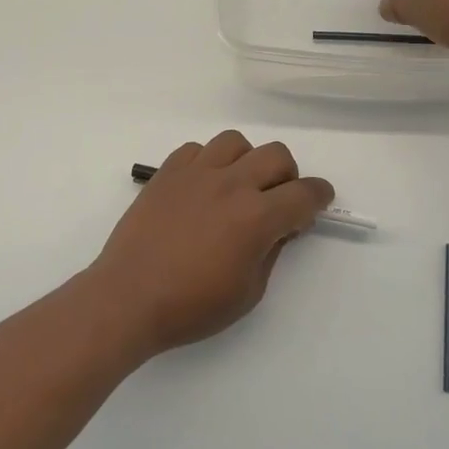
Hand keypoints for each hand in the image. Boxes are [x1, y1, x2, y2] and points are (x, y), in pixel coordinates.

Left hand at [87, 132, 332, 355]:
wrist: (128, 297)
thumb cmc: (191, 306)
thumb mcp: (248, 292)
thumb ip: (271, 252)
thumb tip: (279, 228)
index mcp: (256, 217)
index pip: (304, 194)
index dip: (319, 196)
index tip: (319, 201)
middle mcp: (231, 184)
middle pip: (276, 155)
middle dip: (288, 176)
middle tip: (277, 200)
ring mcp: (196, 173)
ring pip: (236, 142)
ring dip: (247, 161)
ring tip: (238, 187)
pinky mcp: (167, 172)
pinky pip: (197, 149)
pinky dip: (208, 162)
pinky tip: (202, 187)